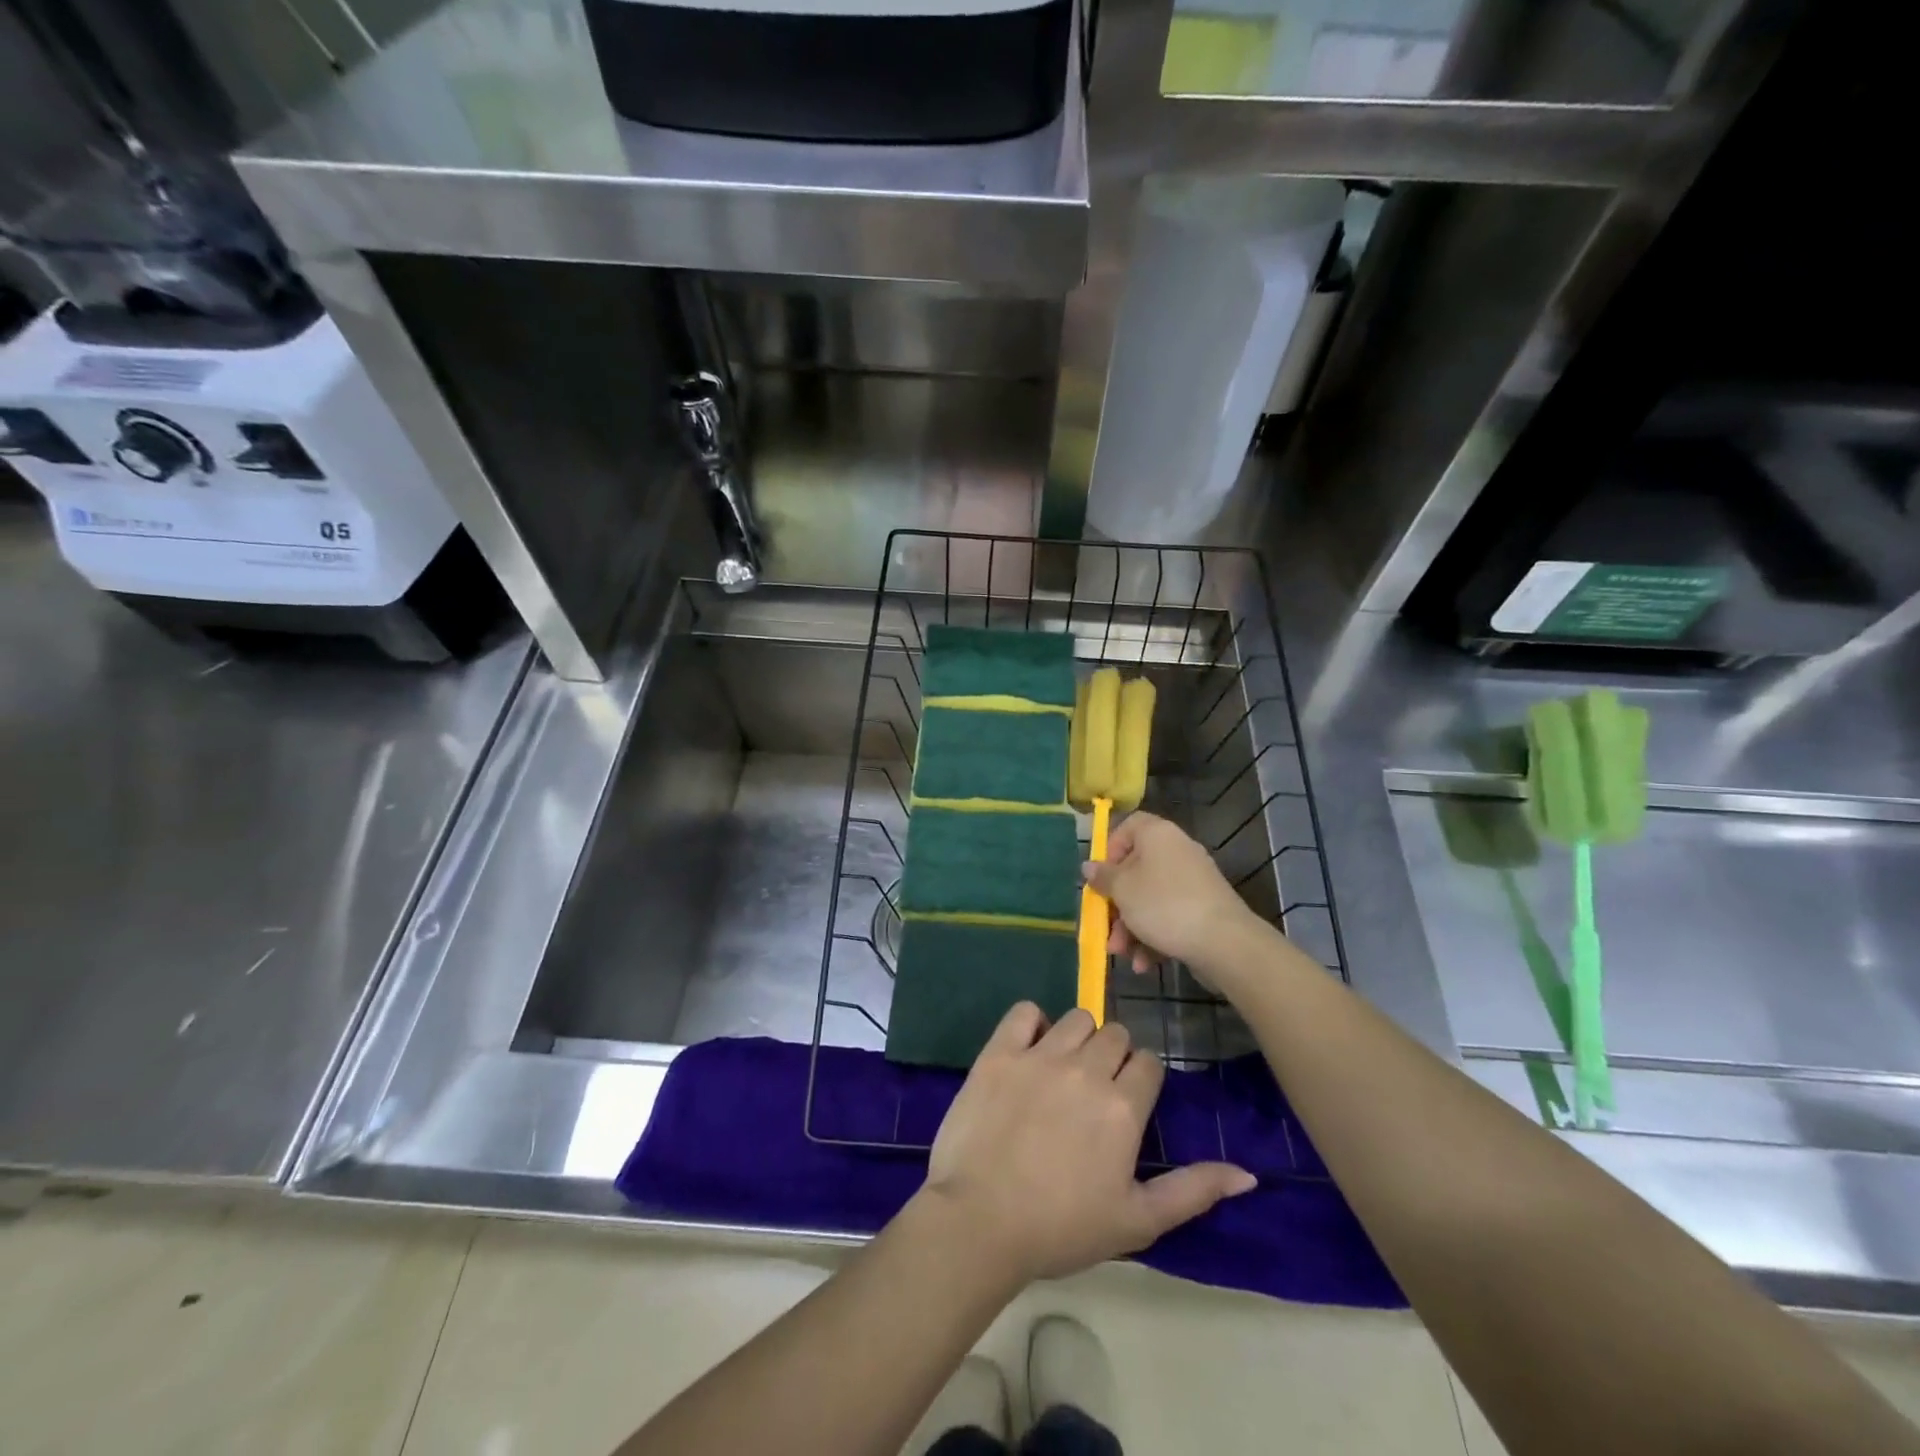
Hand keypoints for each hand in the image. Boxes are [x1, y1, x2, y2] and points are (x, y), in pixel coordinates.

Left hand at [921, 1003, 1255, 1283]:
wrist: (979, 1223)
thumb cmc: (1062, 1228)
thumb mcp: (1137, 1221)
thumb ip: (1193, 1191)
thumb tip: (1247, 1173)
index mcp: (1123, 1106)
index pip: (1149, 1063)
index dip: (1141, 1081)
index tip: (1126, 1106)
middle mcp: (1086, 1068)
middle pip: (1116, 1035)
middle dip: (1113, 1058)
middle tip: (1094, 1093)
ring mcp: (1040, 1055)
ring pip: (1077, 1018)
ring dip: (1078, 1039)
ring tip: (1063, 1072)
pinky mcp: (999, 1052)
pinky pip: (1025, 1011)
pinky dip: (1032, 1022)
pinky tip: (1029, 1049)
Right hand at [1081, 812, 1267, 982]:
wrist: (1224, 942)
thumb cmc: (1164, 905)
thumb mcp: (1122, 890)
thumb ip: (1103, 877)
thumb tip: (1089, 866)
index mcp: (1157, 835)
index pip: (1129, 826)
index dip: (1110, 848)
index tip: (1101, 876)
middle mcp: (1177, 851)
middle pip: (1136, 870)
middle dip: (1117, 904)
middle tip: (1106, 927)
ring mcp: (1193, 881)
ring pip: (1150, 899)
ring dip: (1131, 927)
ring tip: (1123, 954)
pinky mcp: (1203, 908)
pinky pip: (1169, 916)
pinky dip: (1154, 936)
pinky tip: (1145, 963)